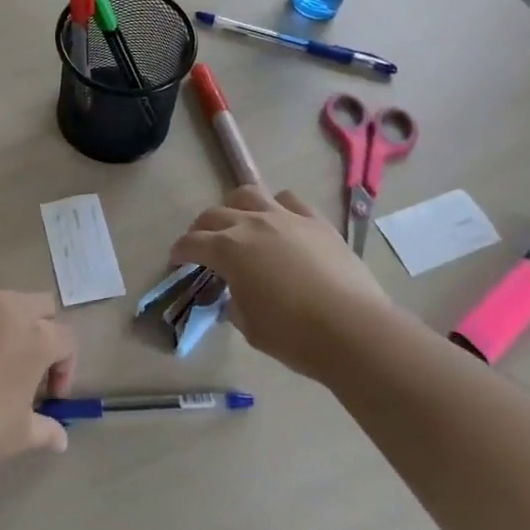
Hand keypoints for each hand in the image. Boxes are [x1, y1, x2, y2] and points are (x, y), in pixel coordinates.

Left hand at [0, 291, 77, 473]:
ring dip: (11, 325)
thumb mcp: (20, 434)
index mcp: (37, 336)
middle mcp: (10, 309)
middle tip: (31, 368)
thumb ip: (46, 429)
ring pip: (7, 303)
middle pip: (42, 306)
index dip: (65, 368)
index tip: (50, 396)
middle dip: (44, 331)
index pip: (66, 340)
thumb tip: (60, 438)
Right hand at [169, 185, 391, 379]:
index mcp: (228, 250)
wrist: (353, 330)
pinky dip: (277, 206)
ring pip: (248, 195)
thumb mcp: (249, 326)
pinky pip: (289, 200)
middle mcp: (251, 224)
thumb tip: (235, 294)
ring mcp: (285, 217)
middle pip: (214, 215)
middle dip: (201, 228)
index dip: (179, 251)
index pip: (192, 243)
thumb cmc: (294, 335)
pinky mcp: (316, 221)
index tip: (176, 259)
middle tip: (201, 244)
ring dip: (235, 207)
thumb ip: (234, 303)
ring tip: (237, 221)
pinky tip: (280, 221)